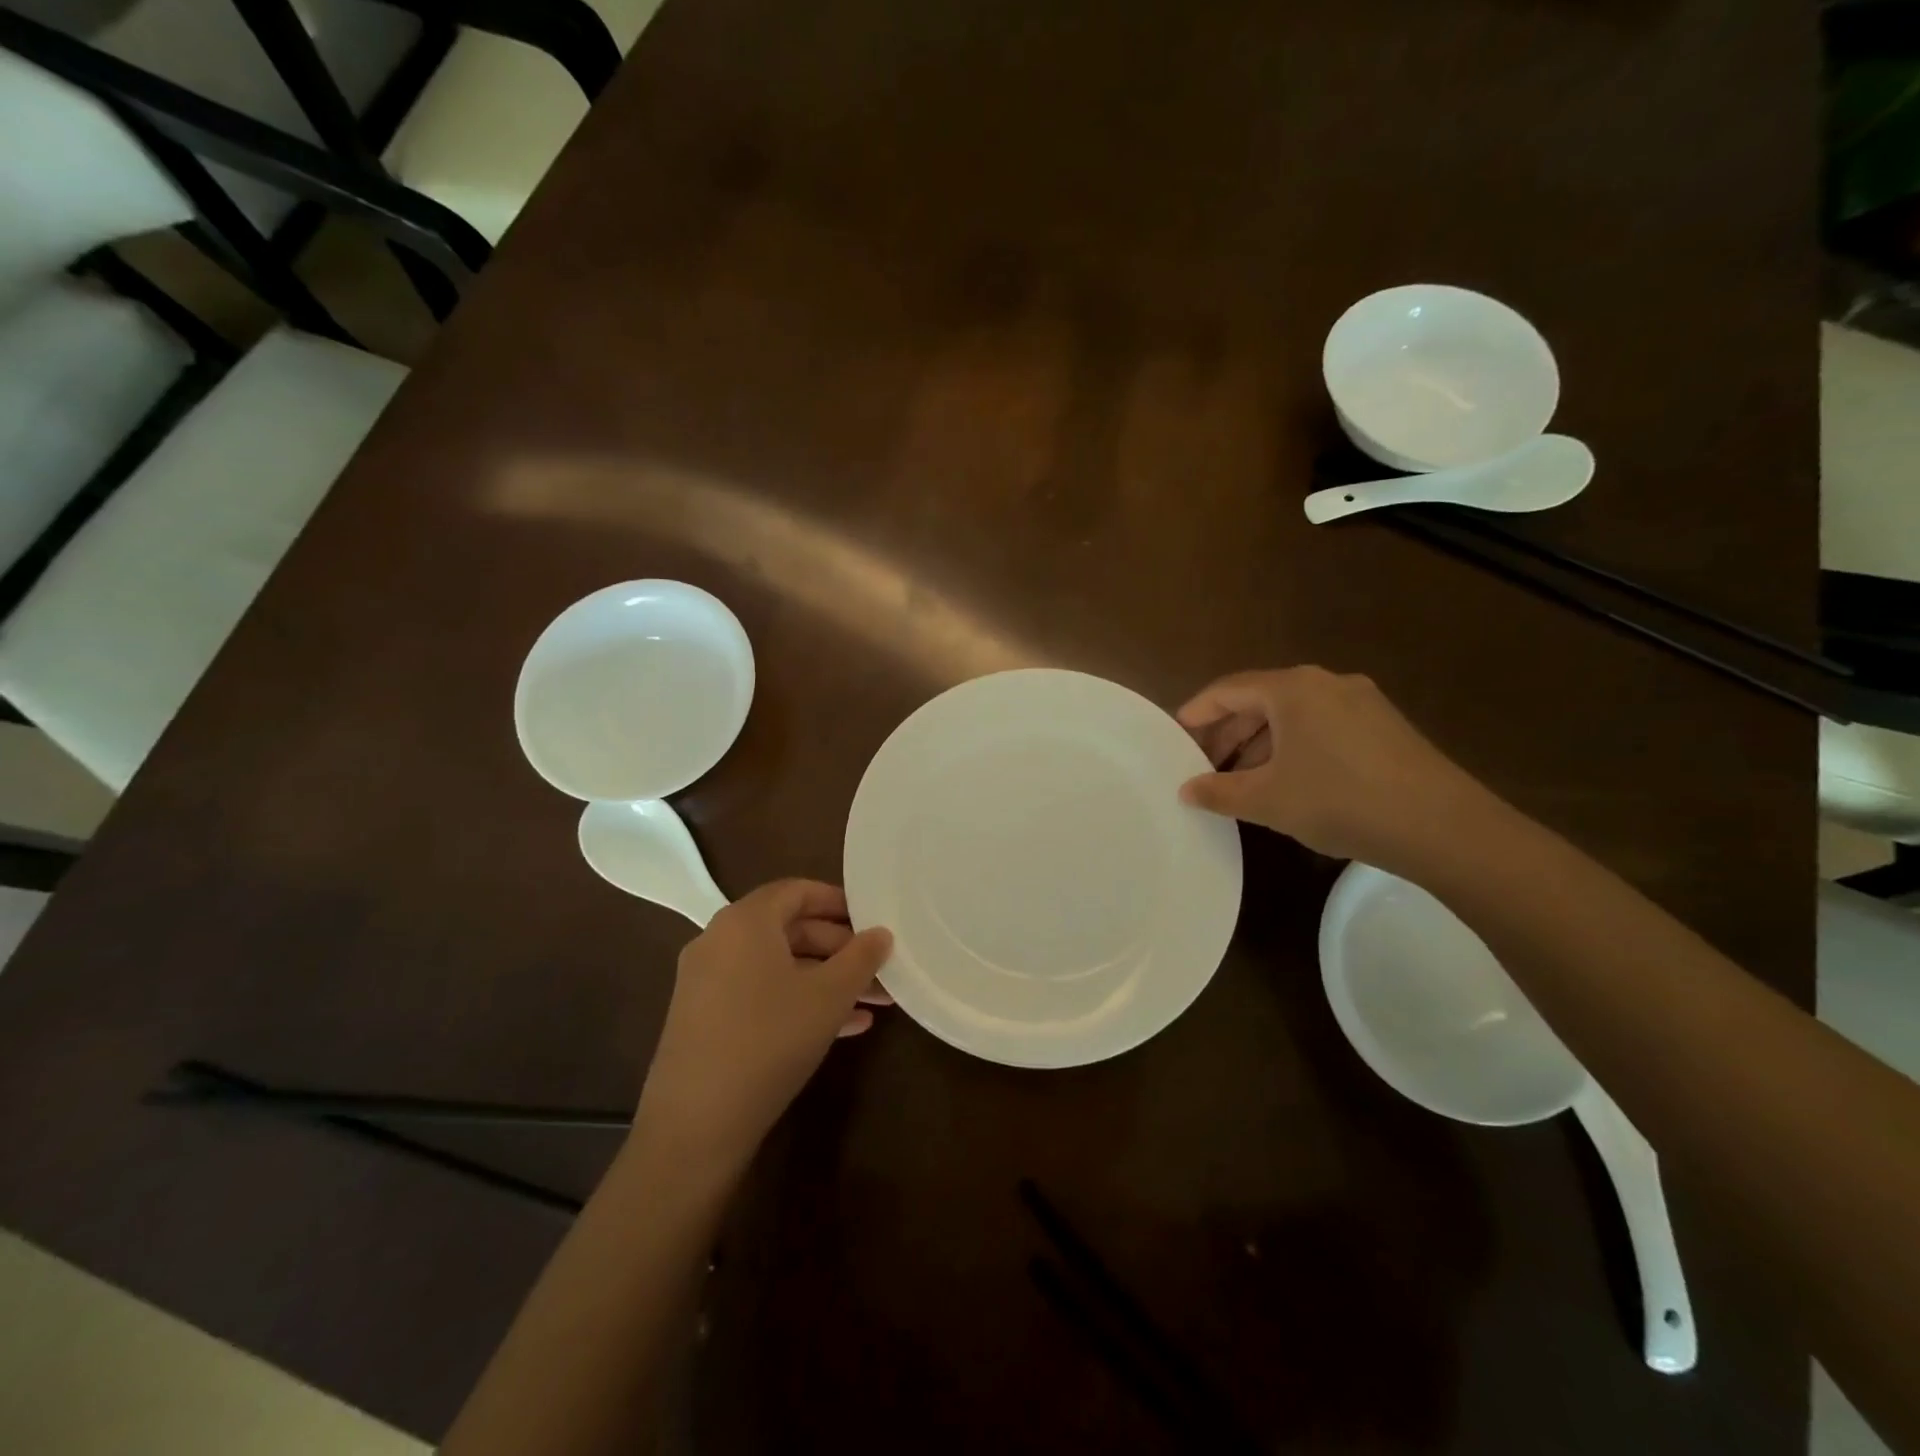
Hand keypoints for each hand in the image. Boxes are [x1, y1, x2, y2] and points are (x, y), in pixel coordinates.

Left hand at [634, 880, 892, 1173]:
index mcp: (745, 921)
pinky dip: (798, 1000)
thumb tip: (882, 933)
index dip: (838, 901)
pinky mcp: (703, 1018)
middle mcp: (720, 940)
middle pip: (789, 928)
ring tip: (873, 1003)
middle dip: (840, 949)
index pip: (797, 891)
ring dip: (826, 979)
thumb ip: (861, 958)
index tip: (872, 919)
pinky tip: (842, 1027)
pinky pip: (759, 993)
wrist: (696, 1125)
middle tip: (879, 969)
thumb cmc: (769, 1040)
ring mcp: (706, 981)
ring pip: (778, 966)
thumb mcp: (828, 996)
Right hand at [1176, 666, 1496, 872]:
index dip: (1196, 713)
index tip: (1175, 738)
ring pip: (1293, 716)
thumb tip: (1186, 790)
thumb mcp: (1267, 800)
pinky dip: (1294, 749)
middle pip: (1260, 700)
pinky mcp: (1385, 727)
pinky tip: (1289, 783)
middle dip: (1228, 734)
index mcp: (1292, 688)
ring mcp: (1362, 702)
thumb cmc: (1339, 801)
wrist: (1442, 827)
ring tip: (1242, 782)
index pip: (1227, 689)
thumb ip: (1218, 791)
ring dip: (1260, 745)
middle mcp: (1326, 683)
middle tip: (1204, 767)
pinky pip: (1322, 728)